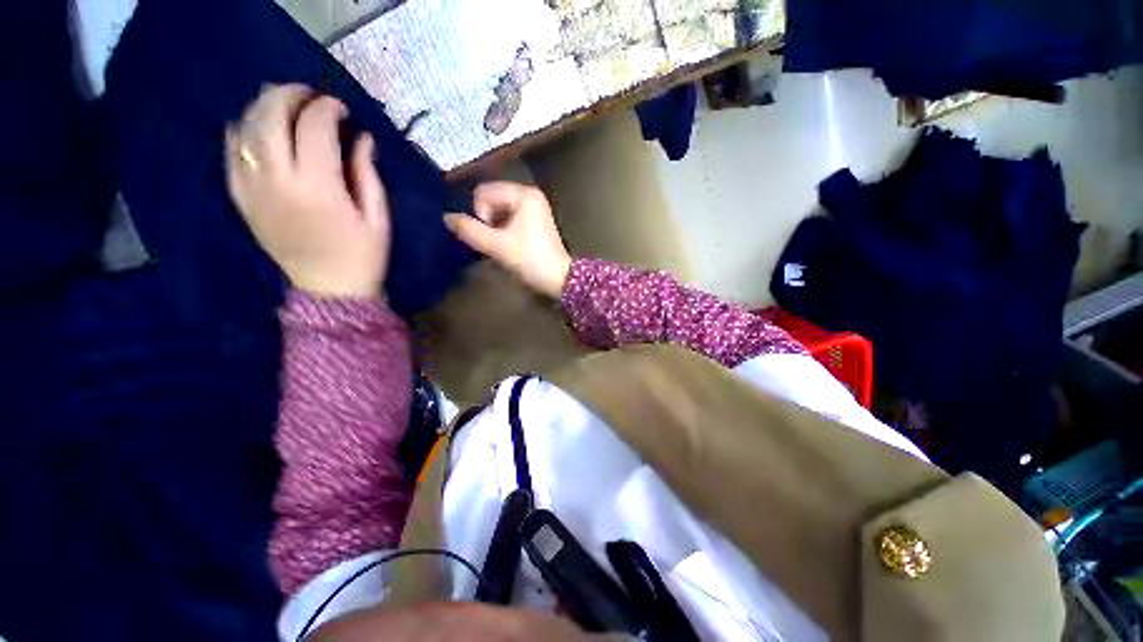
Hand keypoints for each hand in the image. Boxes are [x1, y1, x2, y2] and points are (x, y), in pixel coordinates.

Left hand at [225, 84, 390, 297]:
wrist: (329, 292)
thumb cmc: (363, 256)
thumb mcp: (378, 218)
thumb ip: (367, 175)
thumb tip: (362, 138)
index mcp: (318, 188)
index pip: (314, 127)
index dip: (328, 109)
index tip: (342, 110)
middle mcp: (278, 181)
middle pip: (271, 116)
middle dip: (290, 95)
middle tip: (309, 95)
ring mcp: (253, 189)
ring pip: (246, 129)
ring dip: (264, 107)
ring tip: (283, 103)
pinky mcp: (242, 199)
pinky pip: (230, 153)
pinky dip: (240, 132)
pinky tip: (254, 127)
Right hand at [444, 182, 570, 297]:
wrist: (558, 278)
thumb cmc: (530, 260)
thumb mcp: (497, 246)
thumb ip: (470, 230)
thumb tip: (447, 217)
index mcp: (523, 194)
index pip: (484, 192)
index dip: (480, 214)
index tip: (492, 235)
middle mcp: (530, 194)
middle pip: (492, 198)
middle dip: (487, 220)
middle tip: (496, 241)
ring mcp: (535, 207)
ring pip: (500, 209)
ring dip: (495, 226)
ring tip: (502, 245)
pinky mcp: (536, 219)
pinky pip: (510, 216)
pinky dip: (504, 228)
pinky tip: (509, 244)